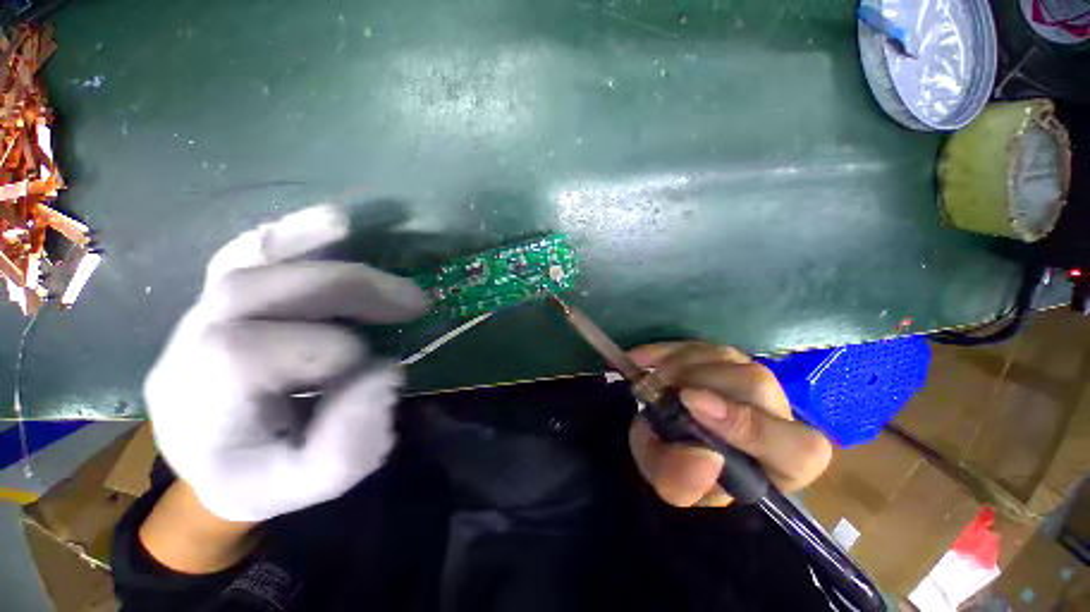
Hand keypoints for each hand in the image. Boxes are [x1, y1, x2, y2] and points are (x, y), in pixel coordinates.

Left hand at [144, 205, 427, 522]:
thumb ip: (349, 444)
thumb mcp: (310, 484)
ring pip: (246, 262)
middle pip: (254, 292)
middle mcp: (185, 349)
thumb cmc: (265, 476)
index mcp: (199, 407)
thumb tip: (385, 372)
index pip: (244, 356)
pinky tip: (332, 223)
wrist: (220, 460)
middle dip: (348, 289)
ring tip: (373, 248)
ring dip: (317, 246)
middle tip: (413, 301)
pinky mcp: (221, 299)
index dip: (326, 350)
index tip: (381, 365)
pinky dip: (291, 233)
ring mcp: (199, 315)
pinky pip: (246, 252)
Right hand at [627, 342, 831, 507]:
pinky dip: (663, 350)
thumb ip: (684, 482)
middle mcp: (775, 413)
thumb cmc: (685, 471)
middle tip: (662, 391)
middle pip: (756, 384)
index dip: (750, 426)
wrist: (672, 443)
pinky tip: (641, 360)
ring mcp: (747, 376)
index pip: (797, 447)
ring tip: (654, 382)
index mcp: (783, 462)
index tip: (692, 405)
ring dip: (680, 365)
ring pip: (726, 357)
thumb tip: (702, 455)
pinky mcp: (719, 357)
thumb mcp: (676, 487)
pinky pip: (695, 344)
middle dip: (701, 382)